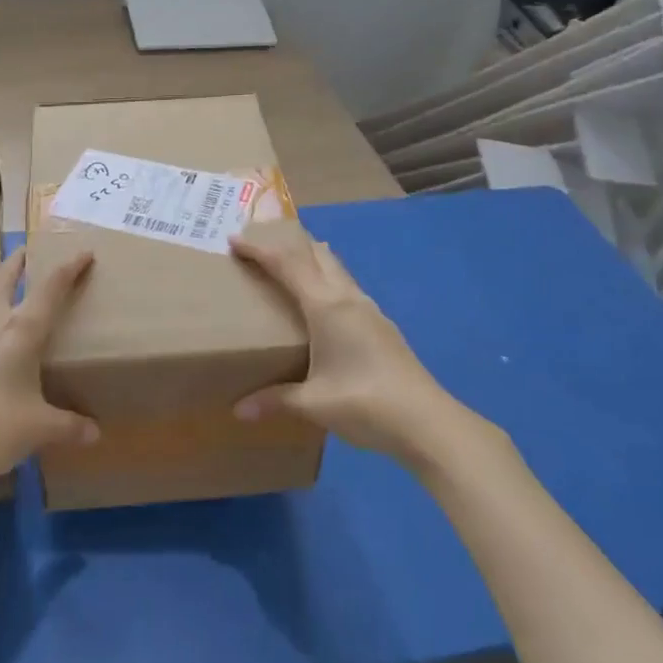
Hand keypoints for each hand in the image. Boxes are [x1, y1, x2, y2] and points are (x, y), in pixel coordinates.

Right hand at [230, 222, 466, 464]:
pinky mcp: (382, 326)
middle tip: (261, 244)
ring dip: (311, 259)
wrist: (428, 422)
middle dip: (288, 243)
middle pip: (316, 254)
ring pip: (336, 269)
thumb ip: (274, 401)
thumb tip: (237, 410)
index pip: (287, 265)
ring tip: (290, 266)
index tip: (234, 239)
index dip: (259, 249)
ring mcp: (370, 310)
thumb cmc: (365, 404)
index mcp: (326, 307)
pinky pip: (347, 287)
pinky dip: (327, 279)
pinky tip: (324, 303)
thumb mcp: (313, 404)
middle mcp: (348, 298)